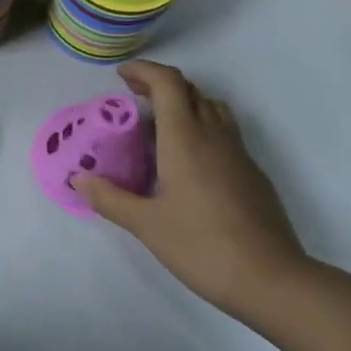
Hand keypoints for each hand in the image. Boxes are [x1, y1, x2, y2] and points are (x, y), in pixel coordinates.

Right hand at [74, 60, 308, 315]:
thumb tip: (80, 180)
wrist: (270, 279)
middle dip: (160, 85)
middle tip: (132, 99)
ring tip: (158, 126)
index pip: (168, 84)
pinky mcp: (252, 174)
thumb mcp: (146, 225)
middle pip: (191, 91)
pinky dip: (200, 128)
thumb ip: (110, 198)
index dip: (144, 71)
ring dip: (184, 104)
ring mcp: (239, 154)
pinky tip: (186, 162)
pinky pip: (224, 133)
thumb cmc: (202, 246)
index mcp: (186, 139)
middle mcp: (215, 136)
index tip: (122, 76)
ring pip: (212, 109)